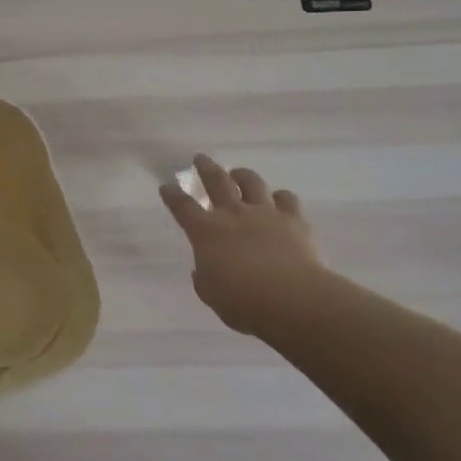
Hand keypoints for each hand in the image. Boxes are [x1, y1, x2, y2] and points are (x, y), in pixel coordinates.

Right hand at [159, 155, 334, 336]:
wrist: (292, 299)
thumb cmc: (243, 302)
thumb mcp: (211, 294)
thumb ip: (204, 278)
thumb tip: (204, 269)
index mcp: (206, 232)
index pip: (182, 207)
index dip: (172, 195)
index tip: (166, 186)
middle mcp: (233, 214)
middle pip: (216, 181)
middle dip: (205, 168)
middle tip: (200, 158)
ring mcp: (265, 213)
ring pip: (251, 182)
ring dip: (242, 175)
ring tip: (238, 174)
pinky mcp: (294, 220)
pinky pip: (286, 199)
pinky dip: (280, 198)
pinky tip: (279, 201)